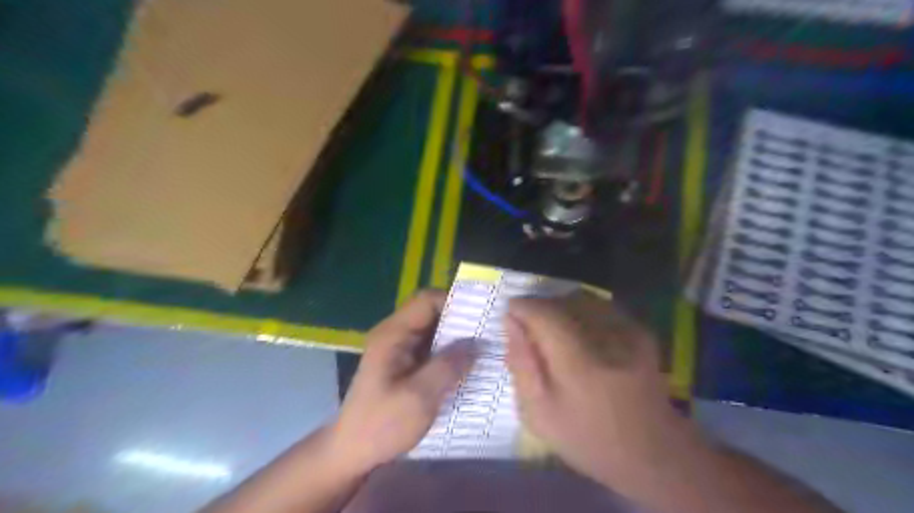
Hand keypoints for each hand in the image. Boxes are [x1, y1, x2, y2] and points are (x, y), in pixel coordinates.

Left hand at [329, 292, 473, 477]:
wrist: (352, 452)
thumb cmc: (382, 425)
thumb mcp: (419, 397)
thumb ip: (449, 365)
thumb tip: (478, 342)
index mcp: (393, 334)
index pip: (426, 300)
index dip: (454, 303)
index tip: (481, 318)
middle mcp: (394, 333)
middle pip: (431, 312)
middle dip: (459, 321)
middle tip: (488, 334)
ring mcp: (398, 348)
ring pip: (433, 329)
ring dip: (456, 337)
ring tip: (483, 348)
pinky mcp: (403, 362)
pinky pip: (431, 346)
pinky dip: (449, 351)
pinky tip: (467, 364)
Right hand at [507, 291, 692, 490]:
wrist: (652, 451)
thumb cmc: (587, 438)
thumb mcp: (538, 413)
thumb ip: (521, 363)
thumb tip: (510, 320)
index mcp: (579, 364)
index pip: (544, 313)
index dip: (522, 307)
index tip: (511, 315)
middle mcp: (607, 338)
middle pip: (562, 300)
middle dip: (539, 308)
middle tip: (531, 332)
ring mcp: (629, 331)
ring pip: (581, 298)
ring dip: (559, 308)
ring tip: (554, 333)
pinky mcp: (639, 330)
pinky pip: (600, 306)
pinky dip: (580, 312)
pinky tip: (579, 336)